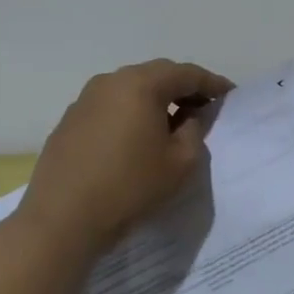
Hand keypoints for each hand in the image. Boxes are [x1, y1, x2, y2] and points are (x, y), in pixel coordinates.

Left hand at [16, 59, 234, 254]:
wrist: (63, 220)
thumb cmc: (131, 187)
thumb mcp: (181, 161)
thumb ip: (195, 129)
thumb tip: (192, 116)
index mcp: (141, 85)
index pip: (187, 74)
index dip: (212, 84)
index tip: (230, 95)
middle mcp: (111, 82)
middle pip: (157, 75)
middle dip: (184, 88)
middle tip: (205, 107)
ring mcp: (84, 100)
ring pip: (131, 89)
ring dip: (156, 100)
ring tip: (173, 122)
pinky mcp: (69, 121)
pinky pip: (111, 106)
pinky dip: (131, 113)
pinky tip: (138, 137)